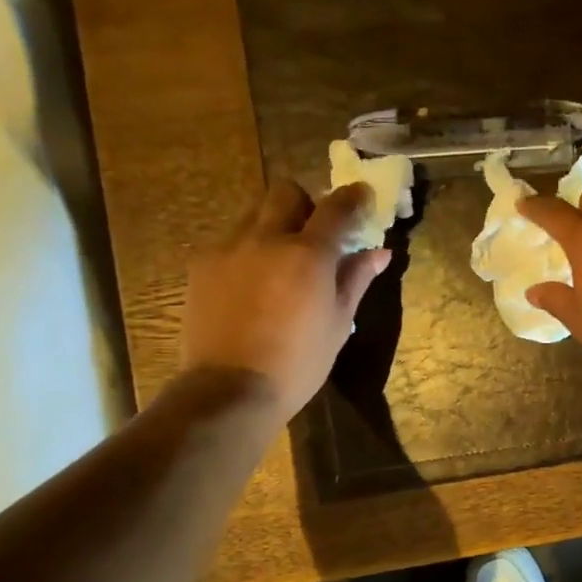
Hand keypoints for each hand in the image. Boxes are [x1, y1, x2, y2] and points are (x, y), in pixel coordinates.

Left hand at [180, 181, 389, 424]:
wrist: (231, 388)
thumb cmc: (299, 361)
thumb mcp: (339, 322)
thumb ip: (356, 278)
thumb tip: (379, 252)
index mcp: (309, 254)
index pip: (336, 207)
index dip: (353, 197)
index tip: (363, 196)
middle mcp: (266, 238)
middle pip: (286, 192)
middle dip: (306, 203)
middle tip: (316, 231)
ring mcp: (228, 248)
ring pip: (254, 212)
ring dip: (274, 223)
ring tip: (281, 257)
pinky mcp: (201, 264)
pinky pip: (230, 239)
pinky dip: (248, 247)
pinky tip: (253, 281)